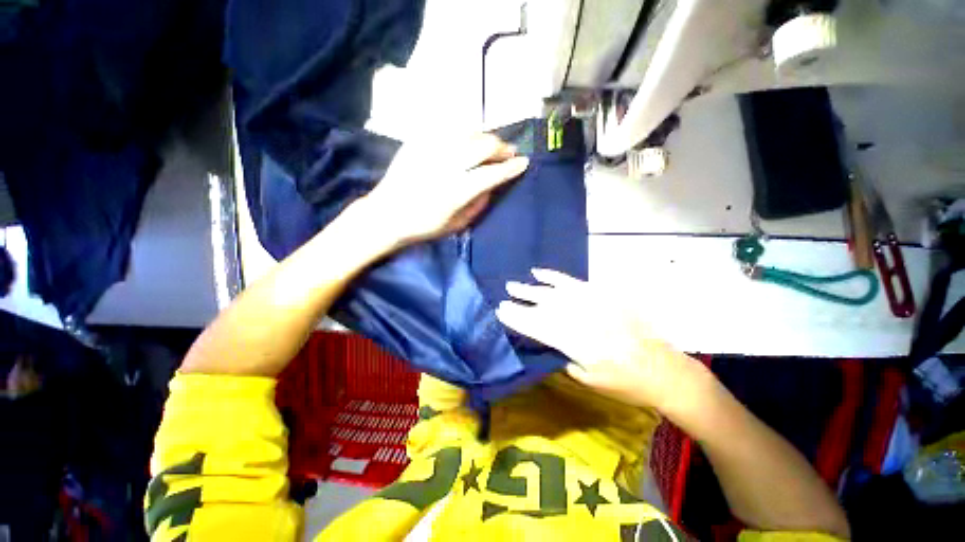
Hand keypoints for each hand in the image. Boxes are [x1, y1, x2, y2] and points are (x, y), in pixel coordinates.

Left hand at [359, 134, 528, 244]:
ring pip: (468, 133)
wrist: (387, 214)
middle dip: (501, 148)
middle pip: (482, 146)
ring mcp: (431, 150)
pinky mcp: (418, 142)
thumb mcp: (457, 224)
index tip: (523, 163)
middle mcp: (446, 166)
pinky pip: (448, 130)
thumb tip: (492, 185)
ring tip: (491, 146)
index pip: (492, 174)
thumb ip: (478, 204)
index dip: (510, 168)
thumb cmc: (424, 226)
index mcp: (456, 191)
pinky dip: (464, 134)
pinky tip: (468, 141)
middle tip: (509, 153)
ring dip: (485, 138)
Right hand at [496, 268, 703, 410]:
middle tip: (503, 296)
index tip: (501, 311)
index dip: (517, 318)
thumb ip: (562, 356)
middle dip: (519, 302)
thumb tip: (546, 340)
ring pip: (553, 291)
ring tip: (513, 285)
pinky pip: (573, 281)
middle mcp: (579, 318)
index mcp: (574, 342)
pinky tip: (540, 273)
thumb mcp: (587, 379)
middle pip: (542, 306)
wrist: (662, 369)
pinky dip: (554, 277)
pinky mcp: (602, 294)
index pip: (536, 326)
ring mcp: (591, 302)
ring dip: (531, 288)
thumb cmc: (623, 383)